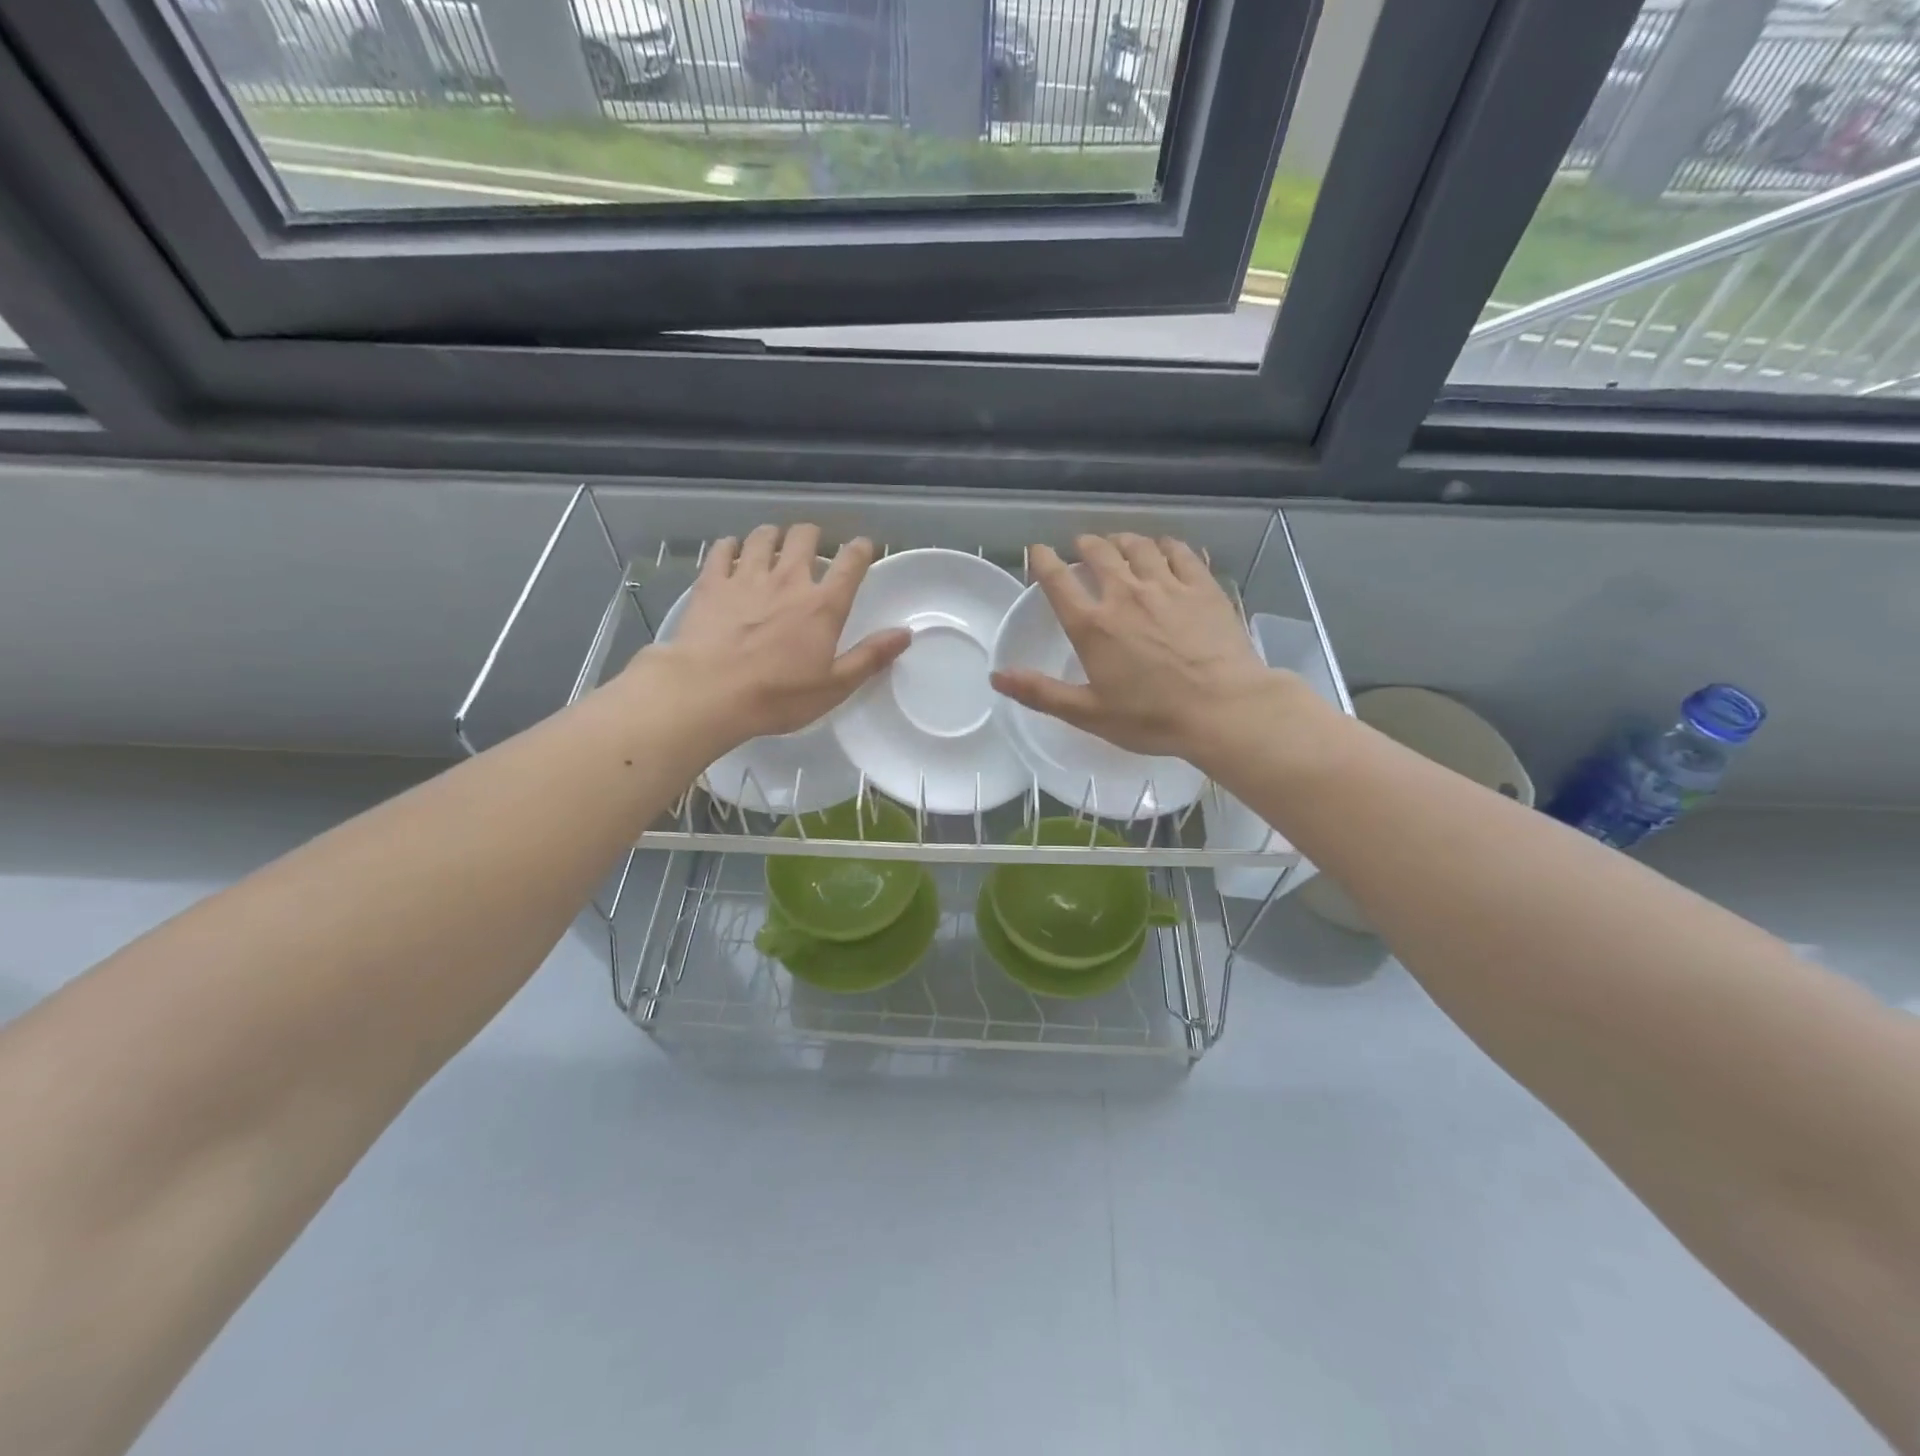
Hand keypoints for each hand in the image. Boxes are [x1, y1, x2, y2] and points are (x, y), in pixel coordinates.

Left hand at [634, 524, 910, 743]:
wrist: (708, 692)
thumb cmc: (777, 696)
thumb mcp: (834, 686)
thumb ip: (870, 657)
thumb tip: (905, 633)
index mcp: (823, 606)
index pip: (850, 563)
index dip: (860, 550)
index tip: (863, 547)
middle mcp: (788, 580)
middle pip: (804, 537)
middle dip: (812, 535)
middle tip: (811, 546)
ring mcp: (746, 577)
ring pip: (763, 537)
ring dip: (772, 536)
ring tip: (773, 544)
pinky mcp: (711, 583)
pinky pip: (722, 549)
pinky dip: (731, 546)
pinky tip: (732, 552)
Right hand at [990, 534, 1272, 763]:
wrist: (1223, 709)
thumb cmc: (1151, 717)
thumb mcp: (1088, 713)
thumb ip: (1040, 692)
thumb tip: (996, 677)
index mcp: (1092, 625)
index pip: (1057, 580)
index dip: (1042, 560)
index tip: (1037, 551)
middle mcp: (1125, 594)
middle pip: (1099, 553)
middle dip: (1084, 545)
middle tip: (1081, 546)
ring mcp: (1166, 586)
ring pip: (1138, 546)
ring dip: (1122, 540)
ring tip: (1117, 542)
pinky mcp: (1201, 587)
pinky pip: (1179, 551)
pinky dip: (1165, 545)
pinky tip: (1163, 548)